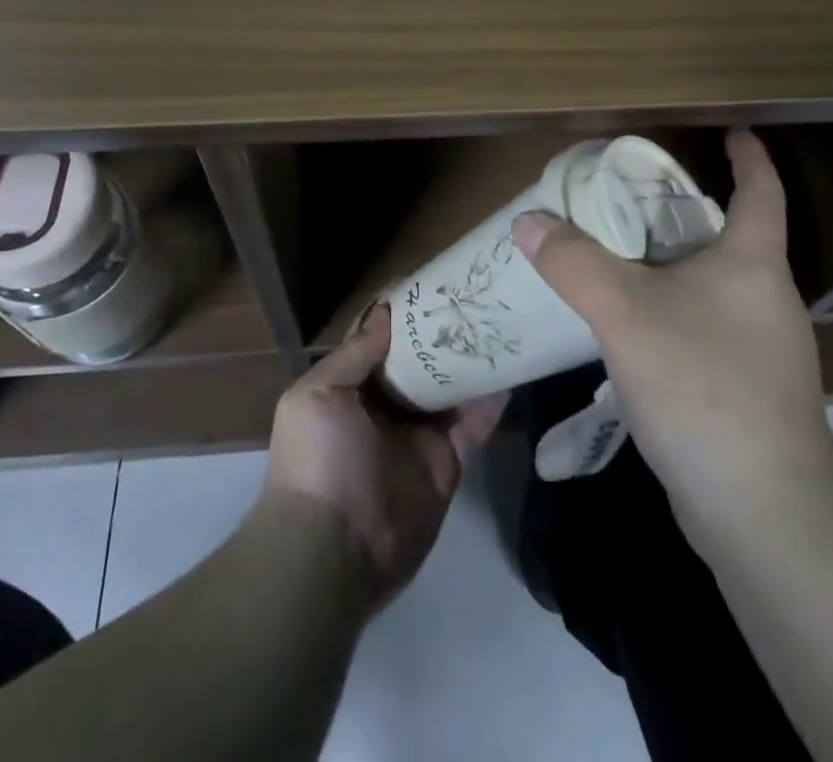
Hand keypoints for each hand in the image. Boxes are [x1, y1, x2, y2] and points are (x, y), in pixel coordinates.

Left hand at [263, 305, 505, 609]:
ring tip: (501, 320)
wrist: (333, 551)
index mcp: (352, 388)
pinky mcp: (449, 461)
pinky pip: (475, 423)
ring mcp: (420, 434)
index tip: (431, 281)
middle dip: (443, 331)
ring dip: (472, 358)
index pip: (381, 340)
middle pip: (421, 360)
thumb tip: (386, 311)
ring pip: (452, 386)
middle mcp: (387, 406)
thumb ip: (356, 354)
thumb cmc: (319, 459)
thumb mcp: (318, 395)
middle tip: (476, 295)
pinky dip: (493, 398)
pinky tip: (514, 366)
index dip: (402, 312)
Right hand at [511, 129, 832, 539]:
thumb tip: (529, 221)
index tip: (731, 131)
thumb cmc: (704, 387)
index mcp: (752, 263)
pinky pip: (704, 326)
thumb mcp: (625, 315)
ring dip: (672, 264)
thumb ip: (574, 263)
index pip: (762, 190)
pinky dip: (671, 310)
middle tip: (631, 197)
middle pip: (730, 235)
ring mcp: (763, 348)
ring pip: (713, 284)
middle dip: (685, 210)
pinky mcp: (749, 390)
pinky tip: (634, 327)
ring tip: (619, 257)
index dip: (748, 156)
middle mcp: (766, 297)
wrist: (764, 512)